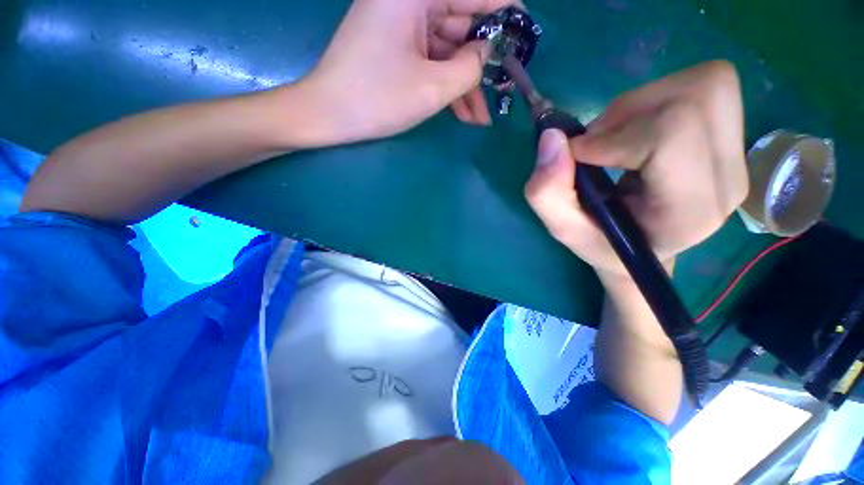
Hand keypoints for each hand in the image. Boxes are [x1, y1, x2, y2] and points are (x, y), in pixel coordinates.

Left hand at [293, 0, 511, 147]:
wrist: (328, 116)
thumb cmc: (378, 99)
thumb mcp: (433, 87)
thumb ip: (471, 66)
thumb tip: (489, 52)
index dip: (504, 14)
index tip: (523, 39)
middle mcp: (408, 0)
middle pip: (461, 25)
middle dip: (483, 64)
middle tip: (501, 94)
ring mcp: (401, 25)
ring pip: (447, 50)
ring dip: (465, 84)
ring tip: (480, 119)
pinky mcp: (396, 47)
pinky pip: (431, 61)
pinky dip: (447, 85)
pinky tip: (462, 113)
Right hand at [525, 61, 748, 278]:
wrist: (643, 246)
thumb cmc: (602, 243)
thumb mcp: (564, 228)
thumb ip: (547, 192)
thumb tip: (553, 136)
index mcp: (689, 211)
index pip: (672, 133)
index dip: (614, 134)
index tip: (578, 154)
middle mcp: (728, 179)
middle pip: (697, 97)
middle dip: (630, 110)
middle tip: (597, 141)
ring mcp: (738, 157)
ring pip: (705, 84)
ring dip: (643, 102)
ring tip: (615, 137)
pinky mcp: (733, 139)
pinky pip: (706, 88)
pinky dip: (658, 99)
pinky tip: (636, 131)